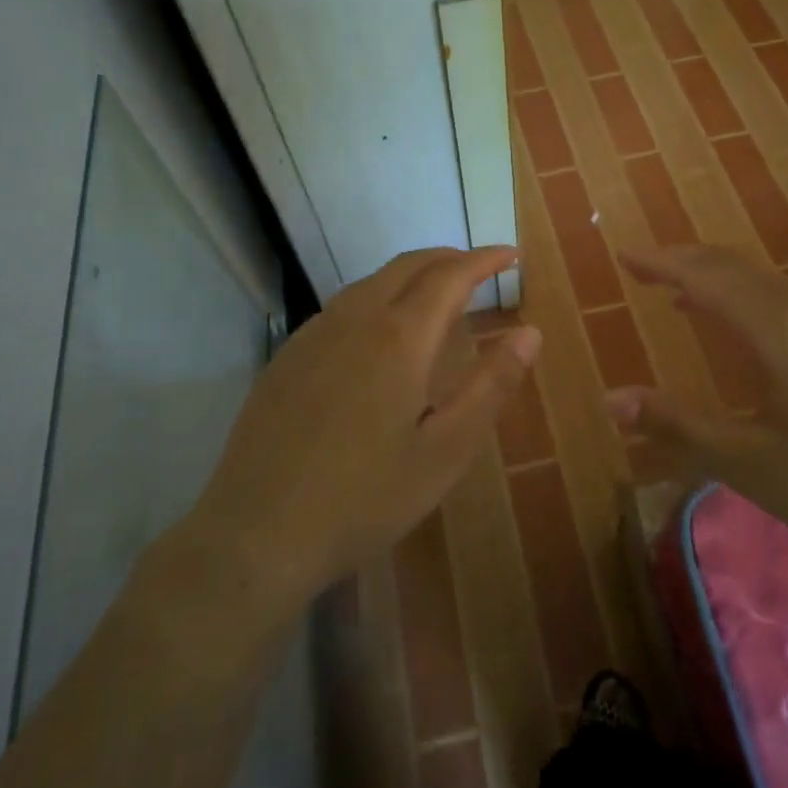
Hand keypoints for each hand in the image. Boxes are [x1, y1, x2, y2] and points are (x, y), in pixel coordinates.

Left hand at [185, 247, 539, 605]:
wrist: (257, 533)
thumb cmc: (365, 497)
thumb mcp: (445, 451)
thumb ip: (491, 386)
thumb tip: (530, 333)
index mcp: (398, 337)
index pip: (450, 275)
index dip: (484, 260)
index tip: (511, 254)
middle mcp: (354, 319)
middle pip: (407, 266)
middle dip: (449, 258)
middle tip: (481, 269)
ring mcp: (313, 334)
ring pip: (371, 282)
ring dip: (411, 275)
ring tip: (438, 295)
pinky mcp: (287, 356)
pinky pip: (342, 306)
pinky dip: (377, 297)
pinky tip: (380, 332)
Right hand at [605, 244, 787, 568]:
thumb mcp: (755, 464)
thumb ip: (681, 427)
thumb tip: (613, 400)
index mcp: (775, 328)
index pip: (702, 277)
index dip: (659, 263)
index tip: (622, 254)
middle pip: (732, 268)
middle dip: (683, 263)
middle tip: (644, 267)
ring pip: (763, 283)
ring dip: (717, 280)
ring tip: (682, 294)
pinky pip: (787, 300)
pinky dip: (748, 298)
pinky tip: (749, 330)